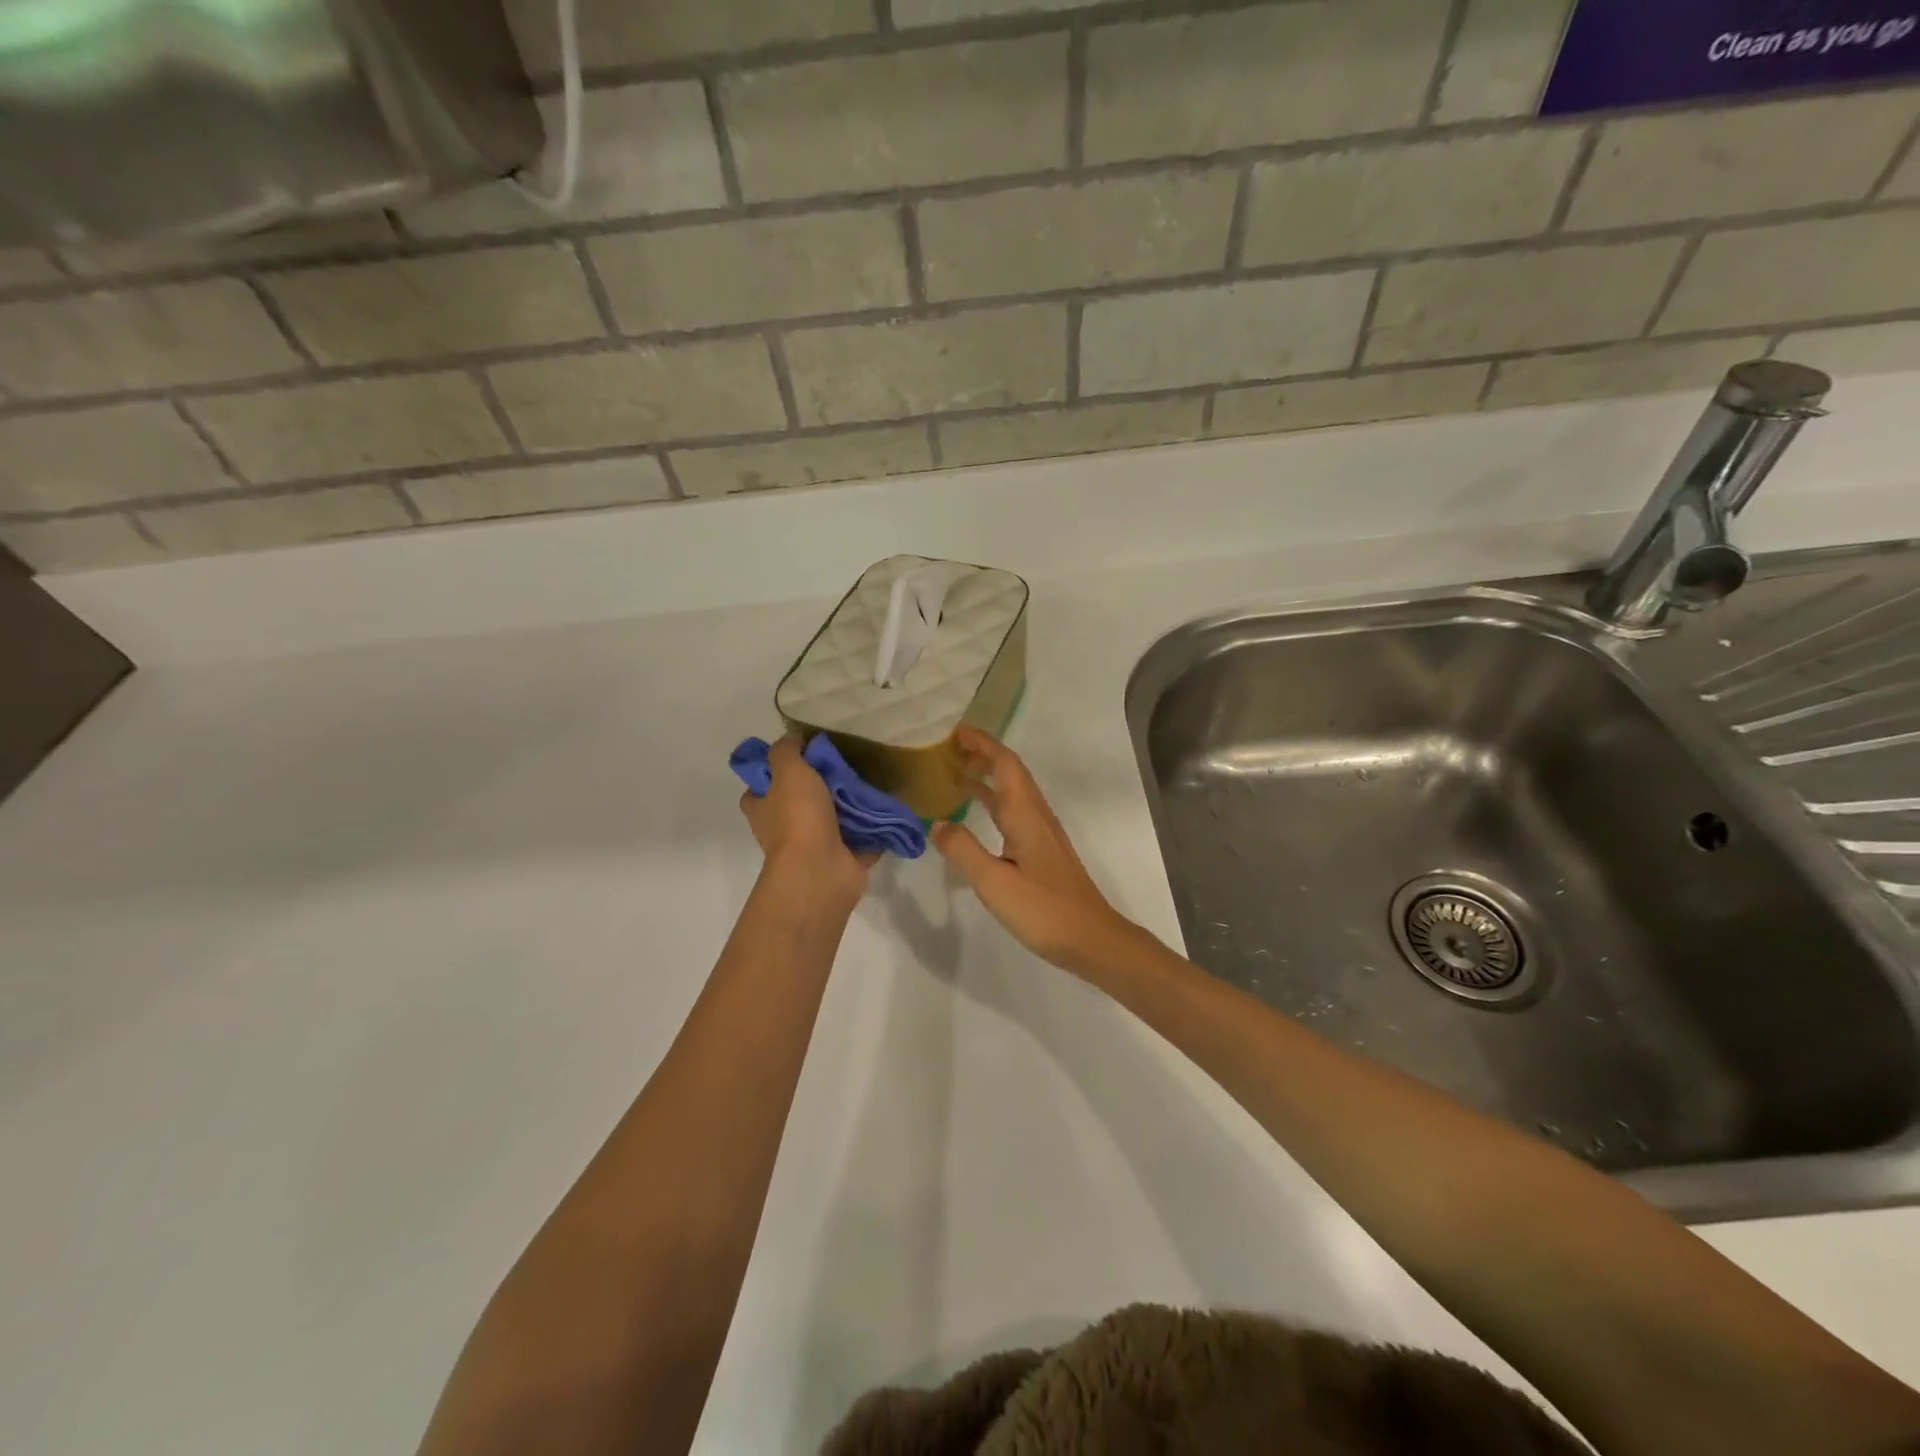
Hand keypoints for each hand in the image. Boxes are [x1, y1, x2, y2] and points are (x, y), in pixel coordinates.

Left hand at [740, 736, 875, 907]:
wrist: (820, 870)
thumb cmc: (798, 817)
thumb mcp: (788, 770)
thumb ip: (787, 751)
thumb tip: (793, 739)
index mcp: (763, 810)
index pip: (759, 789)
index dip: (774, 773)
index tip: (799, 757)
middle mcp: (783, 830)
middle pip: (798, 803)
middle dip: (819, 787)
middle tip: (843, 765)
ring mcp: (813, 848)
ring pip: (831, 821)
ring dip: (848, 807)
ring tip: (869, 783)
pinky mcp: (841, 860)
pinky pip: (860, 840)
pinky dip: (872, 830)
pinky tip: (886, 810)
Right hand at [932, 728, 1144, 973]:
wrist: (1091, 938)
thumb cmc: (1043, 909)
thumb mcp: (994, 882)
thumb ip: (963, 851)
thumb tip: (937, 823)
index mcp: (1025, 815)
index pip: (1004, 764)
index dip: (982, 744)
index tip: (956, 732)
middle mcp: (1036, 816)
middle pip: (1011, 773)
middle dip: (983, 755)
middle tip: (949, 751)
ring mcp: (1042, 834)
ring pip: (1013, 792)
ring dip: (988, 778)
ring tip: (957, 774)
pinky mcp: (1043, 851)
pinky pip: (1015, 812)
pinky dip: (994, 802)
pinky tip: (979, 817)